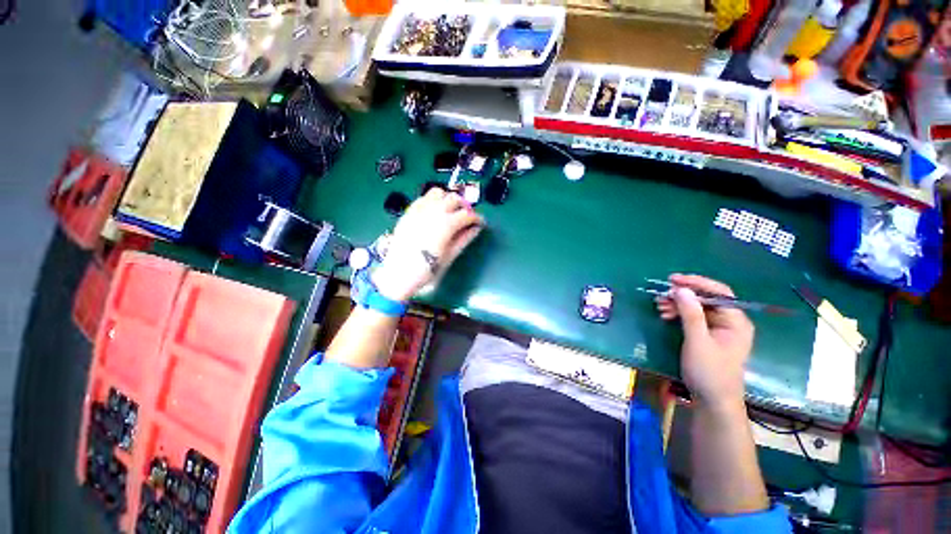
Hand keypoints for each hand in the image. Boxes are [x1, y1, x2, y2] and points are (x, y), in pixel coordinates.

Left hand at [372, 188, 484, 301]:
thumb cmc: (427, 268)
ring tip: (451, 210)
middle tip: (467, 217)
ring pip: (438, 192)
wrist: (399, 273)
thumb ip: (464, 239)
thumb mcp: (449, 256)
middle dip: (464, 206)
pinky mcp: (409, 212)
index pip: (468, 214)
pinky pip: (423, 198)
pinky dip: (433, 200)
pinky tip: (435, 211)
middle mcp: (434, 211)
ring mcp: (420, 209)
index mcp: (446, 223)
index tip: (480, 223)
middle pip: (454, 199)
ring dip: (448, 198)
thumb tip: (476, 229)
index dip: (477, 218)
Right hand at [656, 274, 753, 410]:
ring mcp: (720, 329)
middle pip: (707, 299)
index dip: (696, 283)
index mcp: (736, 321)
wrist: (713, 401)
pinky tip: (666, 315)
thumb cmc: (709, 371)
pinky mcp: (709, 336)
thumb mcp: (698, 341)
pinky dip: (680, 314)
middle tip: (661, 295)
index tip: (673, 280)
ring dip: (679, 304)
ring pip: (698, 308)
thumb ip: (691, 314)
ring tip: (660, 306)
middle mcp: (730, 322)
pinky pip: (694, 318)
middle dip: (684, 295)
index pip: (719, 292)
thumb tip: (681, 289)